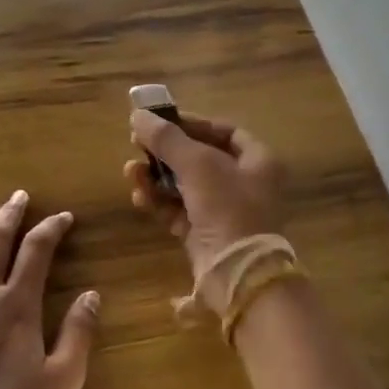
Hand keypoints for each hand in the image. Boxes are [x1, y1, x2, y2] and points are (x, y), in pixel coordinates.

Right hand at [126, 111, 286, 309]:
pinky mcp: (205, 235)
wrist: (237, 274)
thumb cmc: (227, 208)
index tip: (162, 121)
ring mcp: (224, 212)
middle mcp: (244, 184)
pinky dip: (159, 202)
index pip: (225, 132)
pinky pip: (178, 211)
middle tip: (137, 145)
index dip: (193, 124)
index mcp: (258, 161)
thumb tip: (138, 114)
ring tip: (130, 172)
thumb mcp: (198, 165)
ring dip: (156, 177)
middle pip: (200, 158)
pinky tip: (139, 196)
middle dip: (166, 153)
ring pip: (185, 186)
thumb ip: (167, 139)